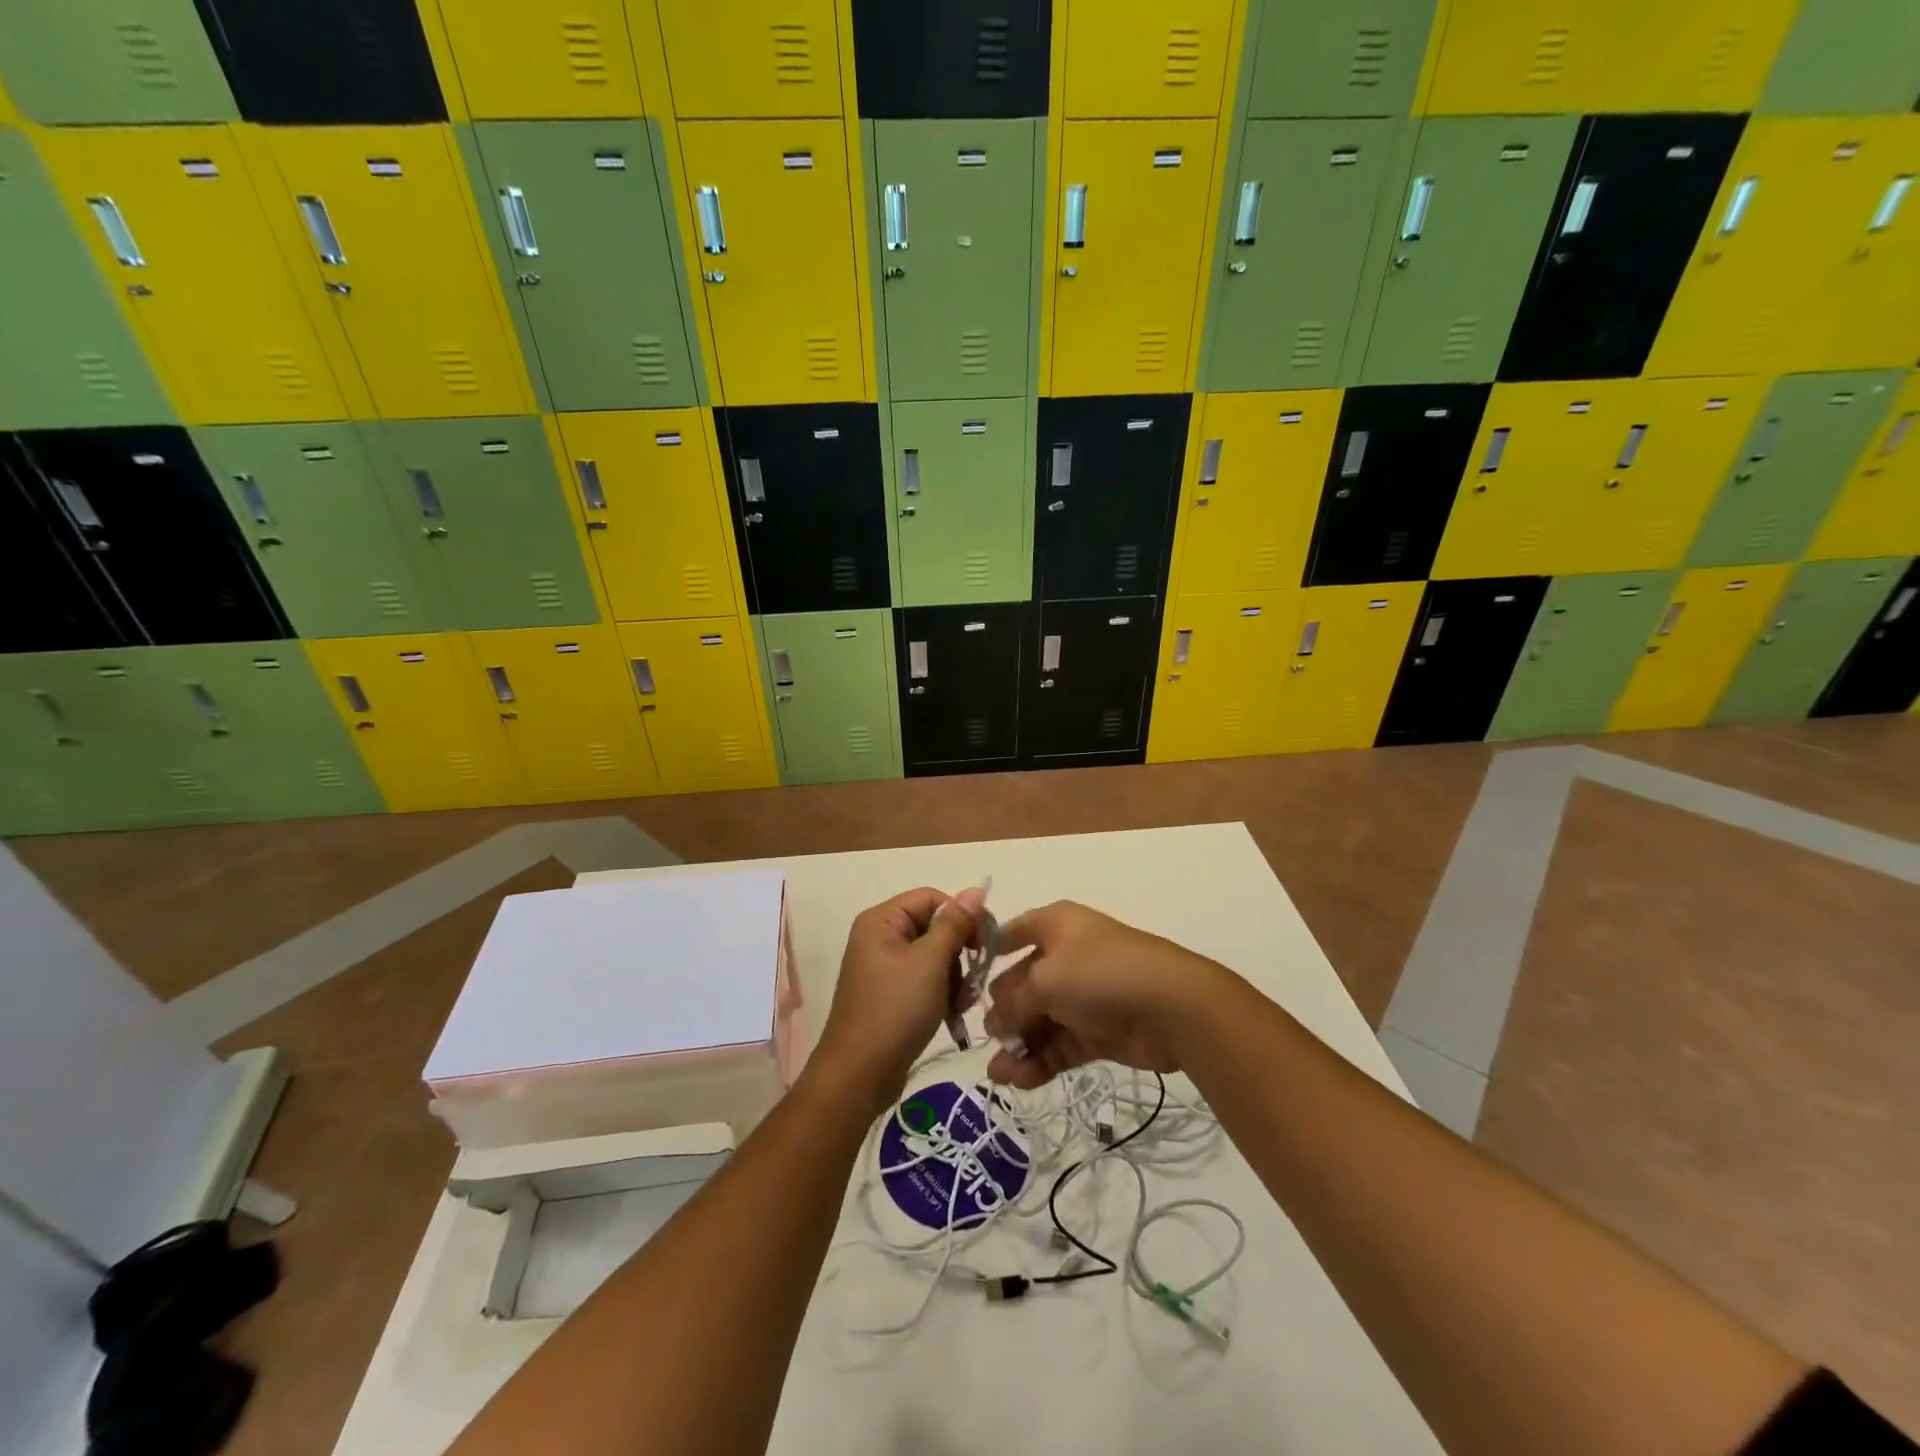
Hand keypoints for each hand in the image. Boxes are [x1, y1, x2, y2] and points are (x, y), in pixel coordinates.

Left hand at [813, 886, 985, 1113]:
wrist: (859, 1074)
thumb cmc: (895, 1009)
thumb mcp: (930, 962)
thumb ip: (954, 924)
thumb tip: (976, 890)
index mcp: (881, 920)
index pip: (931, 898)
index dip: (961, 915)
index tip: (984, 944)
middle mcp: (879, 938)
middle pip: (933, 927)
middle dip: (958, 952)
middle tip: (973, 979)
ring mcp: (883, 968)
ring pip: (933, 957)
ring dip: (954, 976)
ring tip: (961, 1003)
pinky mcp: (889, 995)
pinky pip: (924, 981)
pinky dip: (941, 993)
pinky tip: (952, 1014)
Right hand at [983, 901, 1232, 1089]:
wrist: (1171, 1005)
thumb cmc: (1099, 973)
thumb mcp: (1044, 980)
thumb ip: (1013, 1002)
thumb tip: (996, 1024)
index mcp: (1056, 926)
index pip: (1014, 931)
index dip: (989, 951)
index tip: (964, 977)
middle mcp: (1067, 955)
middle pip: (1023, 982)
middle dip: (1003, 1011)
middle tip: (987, 1038)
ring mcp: (1084, 995)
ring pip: (1041, 1019)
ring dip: (1019, 1044)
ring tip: (997, 1075)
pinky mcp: (1099, 1030)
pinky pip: (1060, 1044)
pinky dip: (1040, 1061)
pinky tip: (1017, 1080)